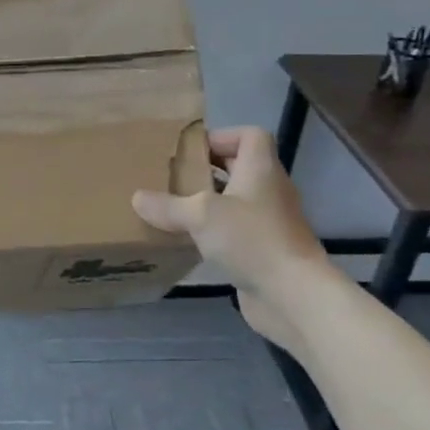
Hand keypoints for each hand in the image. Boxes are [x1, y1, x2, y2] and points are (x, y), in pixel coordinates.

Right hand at [132, 126, 337, 350]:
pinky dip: (215, 232)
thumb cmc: (251, 239)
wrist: (292, 294)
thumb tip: (138, 198)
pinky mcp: (265, 250)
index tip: (191, 151)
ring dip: (209, 203)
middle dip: (207, 171)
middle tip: (173, 178)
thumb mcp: (200, 215)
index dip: (222, 137)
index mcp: (261, 169)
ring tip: (174, 209)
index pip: (250, 135)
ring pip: (236, 201)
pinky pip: (236, 231)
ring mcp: (270, 222)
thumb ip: (167, 205)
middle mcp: (269, 190)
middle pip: (240, 168)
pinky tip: (190, 242)